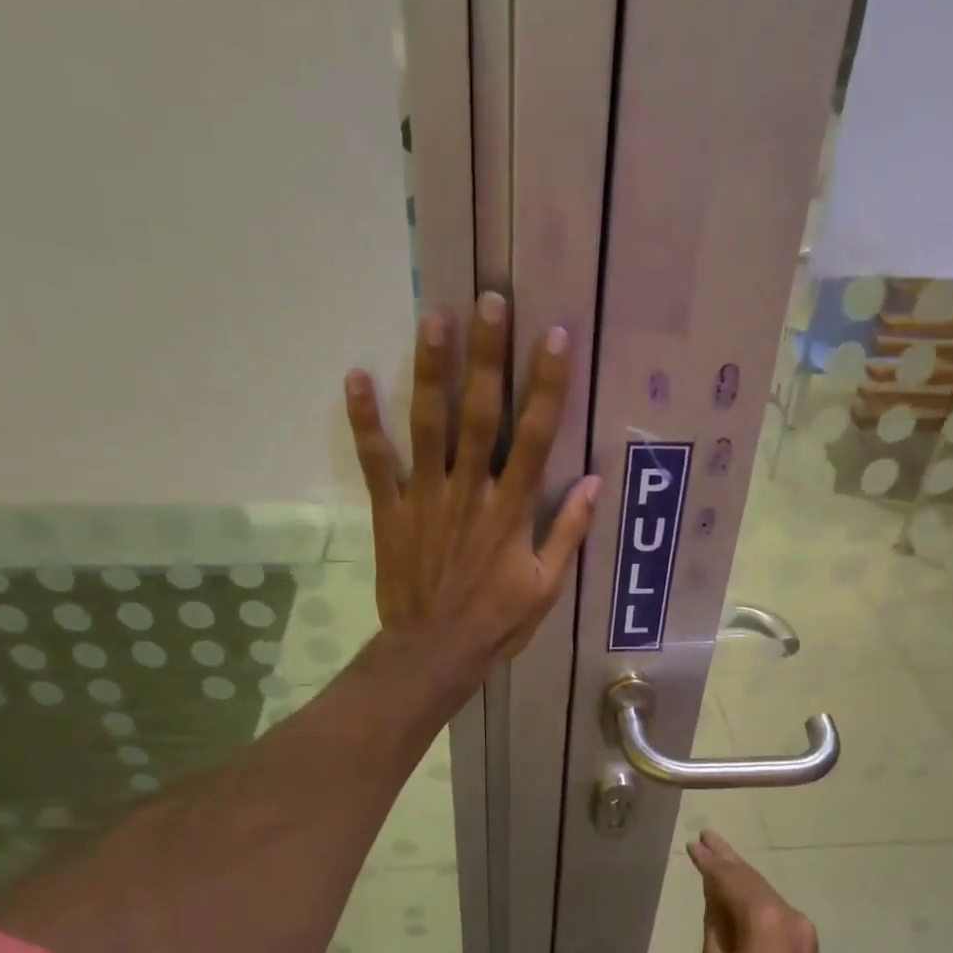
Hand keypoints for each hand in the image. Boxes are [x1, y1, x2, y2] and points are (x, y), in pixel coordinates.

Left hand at [344, 292, 599, 667]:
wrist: (434, 652)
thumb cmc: (497, 622)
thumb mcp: (545, 587)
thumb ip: (568, 533)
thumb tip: (594, 482)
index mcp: (511, 511)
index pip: (533, 438)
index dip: (546, 386)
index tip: (555, 337)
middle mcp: (469, 492)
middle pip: (479, 415)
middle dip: (487, 356)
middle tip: (490, 300)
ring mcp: (425, 499)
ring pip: (427, 426)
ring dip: (431, 371)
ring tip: (434, 317)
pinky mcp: (390, 512)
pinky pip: (376, 462)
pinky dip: (364, 422)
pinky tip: (357, 377)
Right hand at [690, 830, 842, 952]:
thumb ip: (716, 927)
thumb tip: (716, 900)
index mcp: (764, 919)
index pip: (731, 879)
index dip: (710, 862)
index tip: (693, 845)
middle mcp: (788, 914)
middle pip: (751, 879)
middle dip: (727, 859)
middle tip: (706, 837)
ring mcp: (801, 928)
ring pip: (764, 892)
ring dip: (740, 876)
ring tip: (716, 857)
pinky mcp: (806, 943)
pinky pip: (773, 909)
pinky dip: (752, 897)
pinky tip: (736, 893)